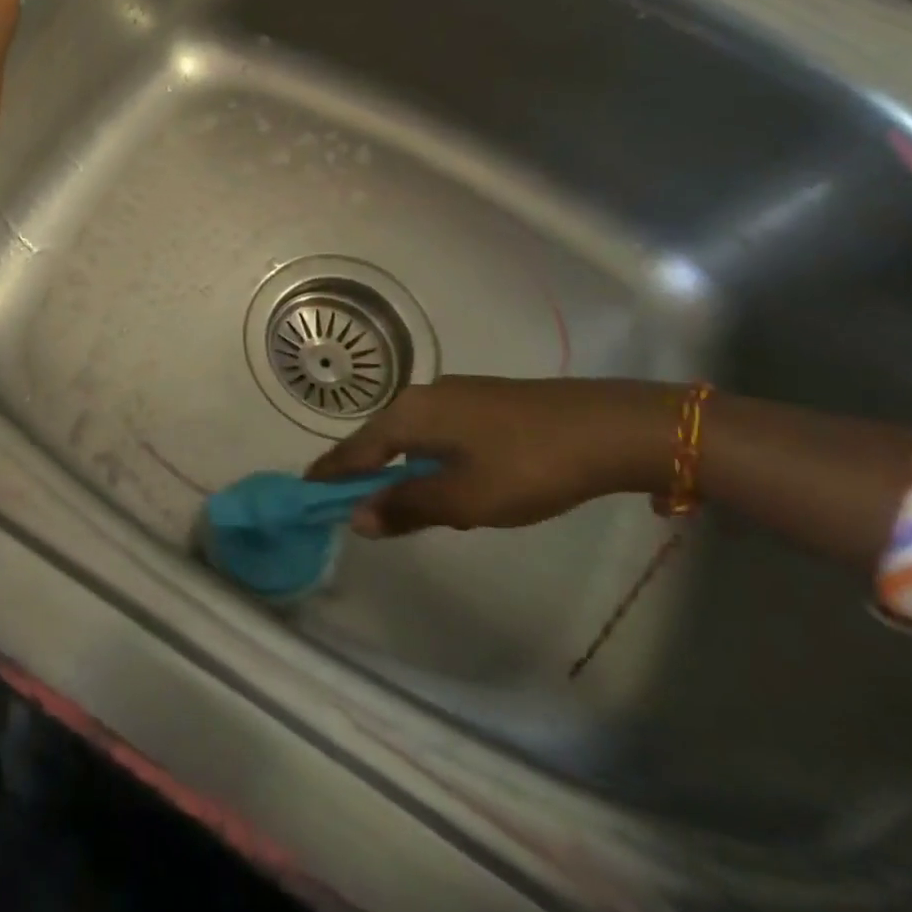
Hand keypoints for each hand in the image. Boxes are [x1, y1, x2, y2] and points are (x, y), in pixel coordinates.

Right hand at [306, 377, 680, 536]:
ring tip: (393, 499)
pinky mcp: (483, 402)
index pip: (356, 448)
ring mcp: (456, 394)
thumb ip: (408, 506)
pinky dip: (427, 458)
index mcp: (410, 414)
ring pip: (412, 435)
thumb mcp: (464, 499)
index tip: (304, 491)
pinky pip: (437, 432)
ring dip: (399, 467)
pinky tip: (446, 479)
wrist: (607, 427)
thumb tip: (357, 517)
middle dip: (364, 470)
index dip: (331, 473)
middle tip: (346, 501)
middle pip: (380, 438)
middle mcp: (424, 396)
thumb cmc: (526, 465)